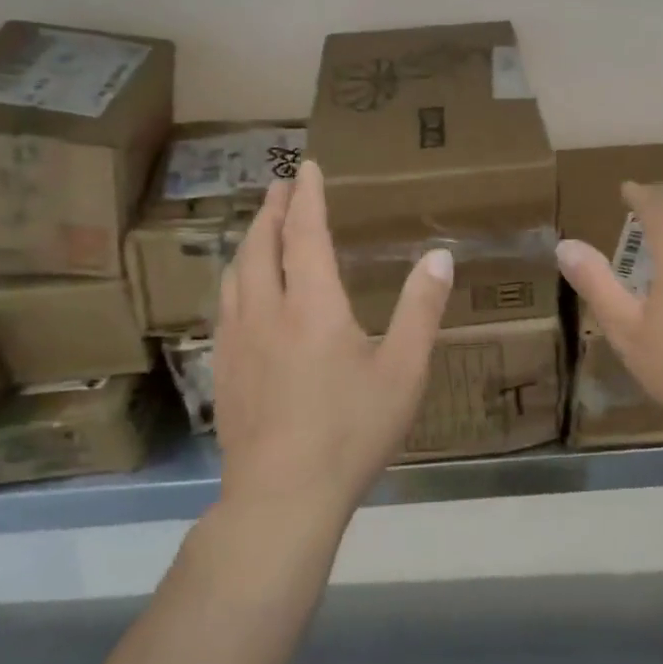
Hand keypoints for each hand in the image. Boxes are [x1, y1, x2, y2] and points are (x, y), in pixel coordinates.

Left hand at [213, 159, 453, 529]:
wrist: (280, 497)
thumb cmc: (350, 432)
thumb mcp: (403, 371)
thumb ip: (421, 310)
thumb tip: (440, 257)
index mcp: (312, 305)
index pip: (305, 233)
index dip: (307, 196)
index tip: (306, 166)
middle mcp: (266, 311)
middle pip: (261, 244)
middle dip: (271, 209)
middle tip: (279, 185)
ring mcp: (237, 340)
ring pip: (236, 273)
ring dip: (249, 240)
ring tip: (259, 228)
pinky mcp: (223, 369)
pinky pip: (224, 305)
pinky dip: (236, 278)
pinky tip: (241, 292)